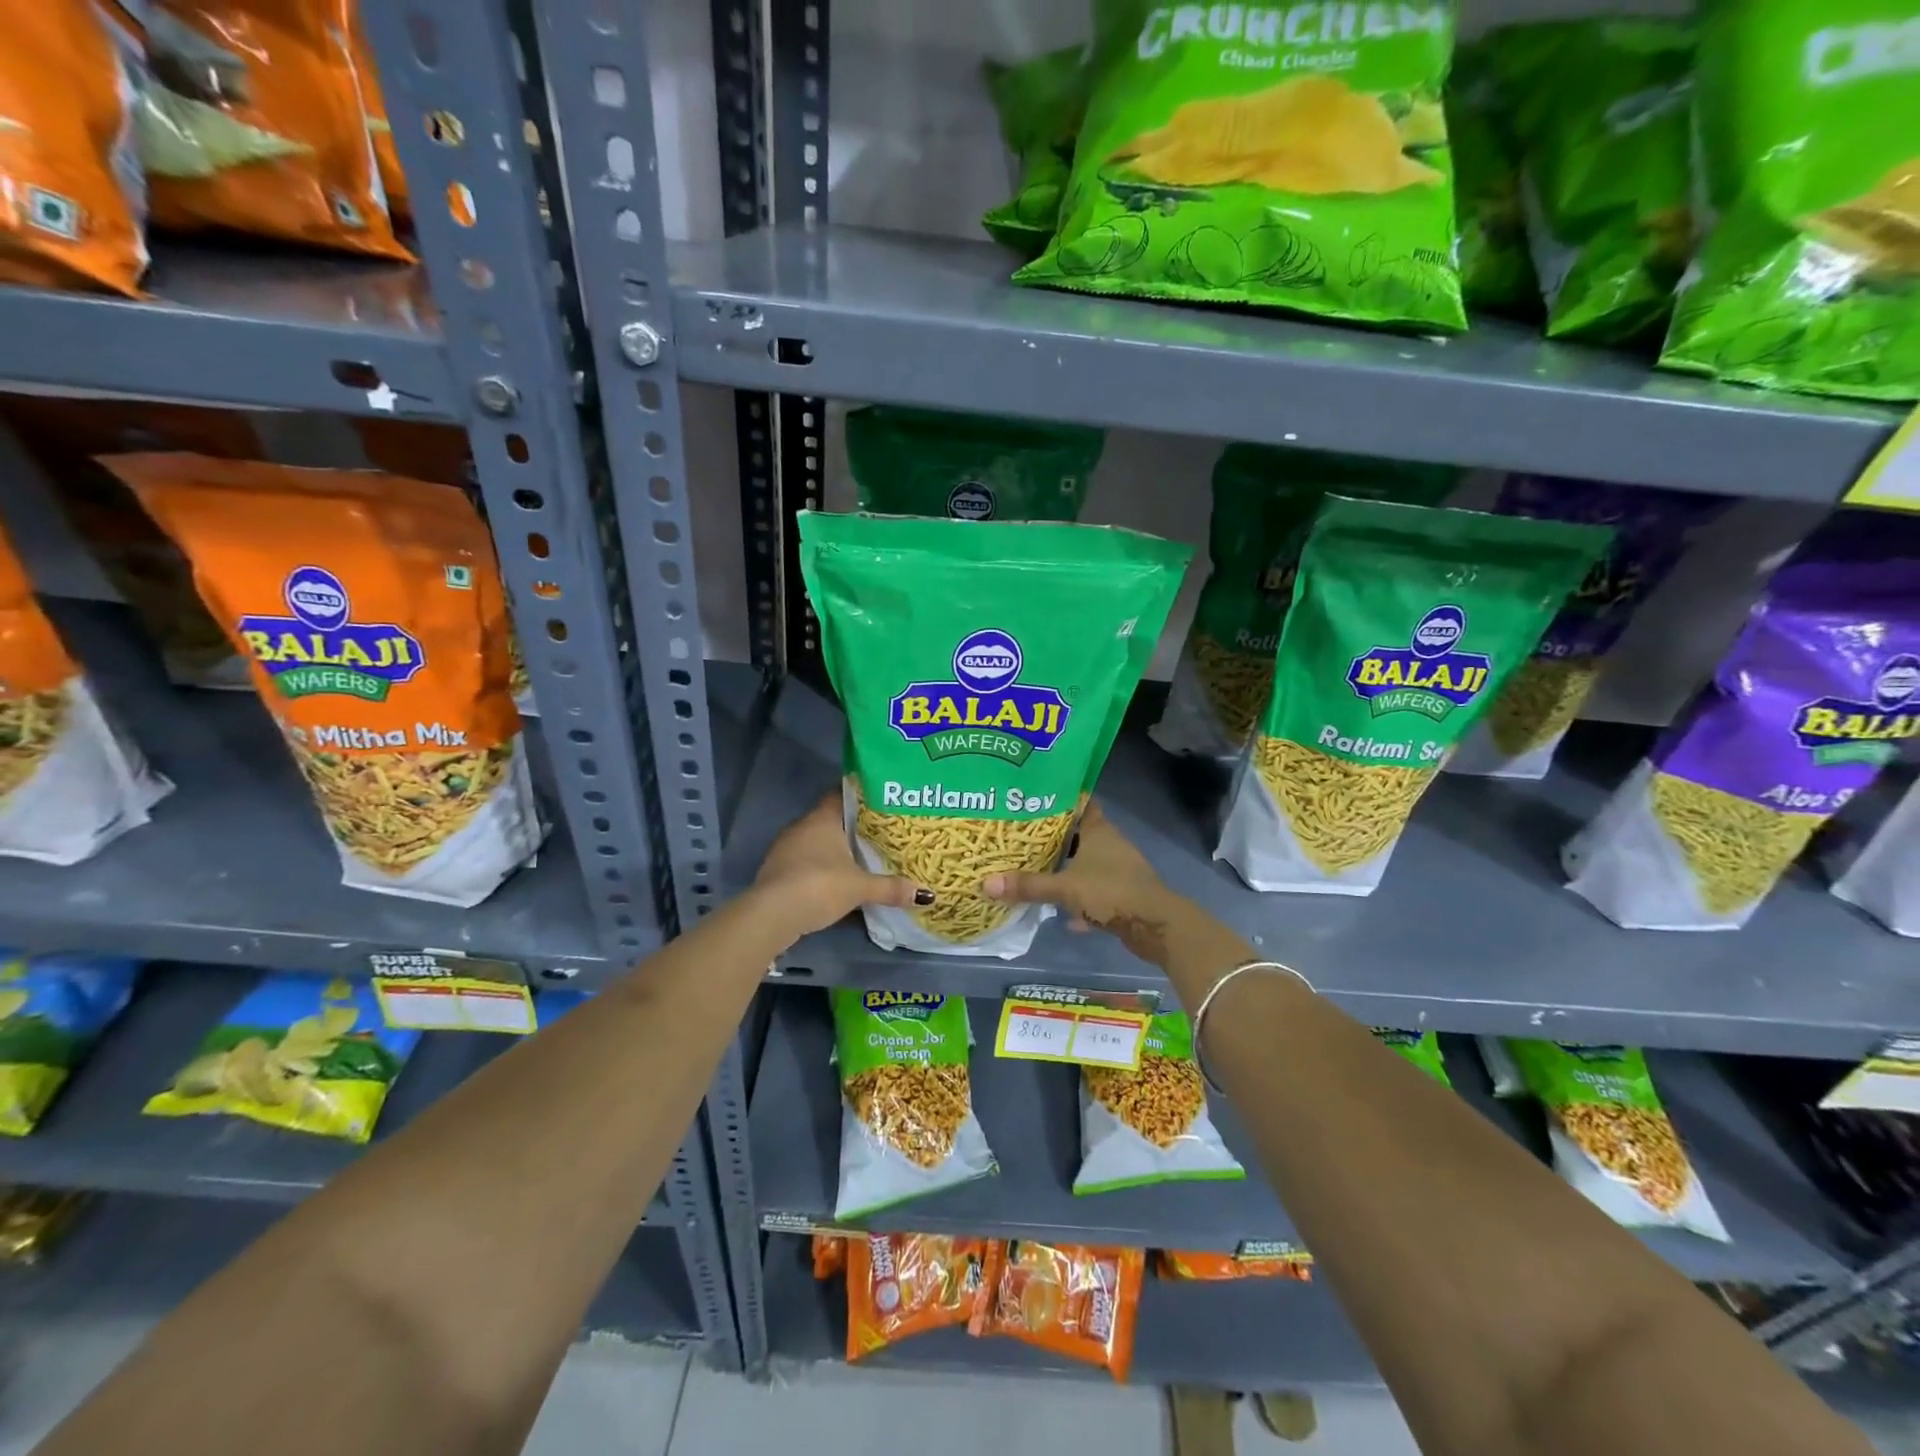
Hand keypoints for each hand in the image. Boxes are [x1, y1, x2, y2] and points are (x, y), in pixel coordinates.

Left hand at [751, 793, 928, 938]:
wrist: (771, 914)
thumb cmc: (819, 886)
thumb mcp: (860, 888)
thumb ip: (890, 888)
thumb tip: (926, 894)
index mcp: (822, 818)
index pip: (841, 794)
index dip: (860, 796)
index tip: (880, 800)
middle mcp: (801, 826)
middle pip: (830, 819)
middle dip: (851, 826)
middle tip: (878, 832)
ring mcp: (785, 848)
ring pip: (816, 841)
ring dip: (834, 849)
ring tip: (860, 856)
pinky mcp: (776, 870)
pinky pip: (804, 860)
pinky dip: (819, 866)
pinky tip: (835, 879)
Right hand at [983, 802, 1175, 962]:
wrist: (1155, 925)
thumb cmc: (1110, 891)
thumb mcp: (1064, 888)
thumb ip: (1028, 885)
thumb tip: (986, 883)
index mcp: (1099, 831)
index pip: (1080, 803)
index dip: (1060, 799)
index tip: (1035, 799)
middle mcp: (1111, 844)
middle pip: (1080, 835)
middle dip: (1056, 838)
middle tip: (1024, 838)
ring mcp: (1119, 870)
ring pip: (1087, 864)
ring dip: (1068, 869)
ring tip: (1037, 871)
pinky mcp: (1123, 895)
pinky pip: (1095, 892)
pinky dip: (1080, 900)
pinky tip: (1062, 913)